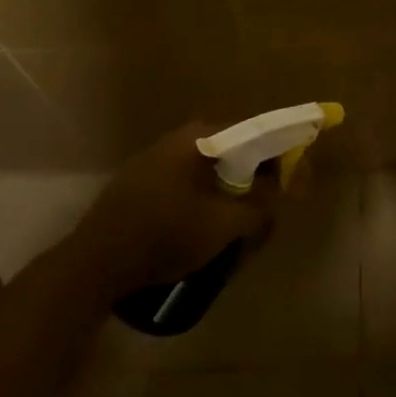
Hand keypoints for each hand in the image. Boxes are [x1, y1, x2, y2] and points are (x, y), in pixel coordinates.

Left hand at [76, 123, 281, 294]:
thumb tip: (278, 197)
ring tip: (244, 224)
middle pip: (236, 150)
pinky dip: (210, 196)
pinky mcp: (143, 181)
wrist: (94, 263)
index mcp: (201, 138)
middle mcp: (180, 138)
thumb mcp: (223, 226)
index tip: (301, 183)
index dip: (286, 156)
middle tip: (274, 207)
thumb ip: (260, 209)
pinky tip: (210, 226)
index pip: (258, 133)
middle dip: (261, 177)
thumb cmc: (164, 235)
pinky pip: (191, 181)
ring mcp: (158, 158)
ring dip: (235, 190)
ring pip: (214, 168)